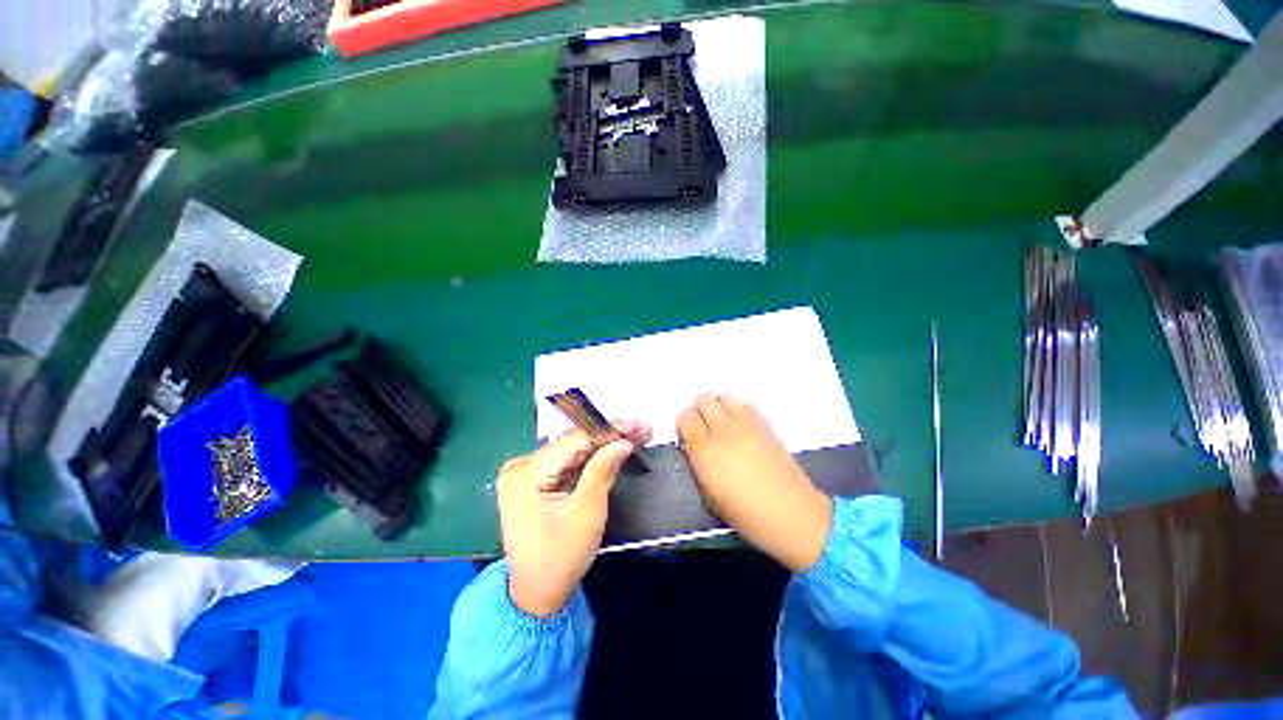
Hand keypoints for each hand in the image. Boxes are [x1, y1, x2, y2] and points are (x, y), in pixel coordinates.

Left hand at [497, 422, 651, 616]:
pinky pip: (567, 461)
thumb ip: (603, 470)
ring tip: (634, 436)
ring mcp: (524, 471)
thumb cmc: (561, 559)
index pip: (575, 439)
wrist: (536, 593)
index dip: (610, 429)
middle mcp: (521, 465)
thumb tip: (623, 441)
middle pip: (573, 442)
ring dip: (603, 444)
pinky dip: (591, 457)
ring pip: (572, 449)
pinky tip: (613, 450)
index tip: (640, 425)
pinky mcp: (533, 479)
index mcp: (527, 473)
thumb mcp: (587, 514)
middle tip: (643, 430)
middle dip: (610, 435)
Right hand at [678, 393, 831, 571]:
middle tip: (705, 429)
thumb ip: (698, 463)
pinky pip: (746, 404)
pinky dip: (739, 411)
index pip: (685, 417)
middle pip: (703, 399)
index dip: (684, 425)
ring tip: (725, 426)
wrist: (792, 513)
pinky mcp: (766, 424)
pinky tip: (743, 429)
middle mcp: (723, 430)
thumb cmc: (745, 514)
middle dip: (700, 411)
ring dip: (720, 407)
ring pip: (725, 396)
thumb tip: (695, 446)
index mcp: (705, 451)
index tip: (689, 436)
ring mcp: (747, 424)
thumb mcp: (709, 495)